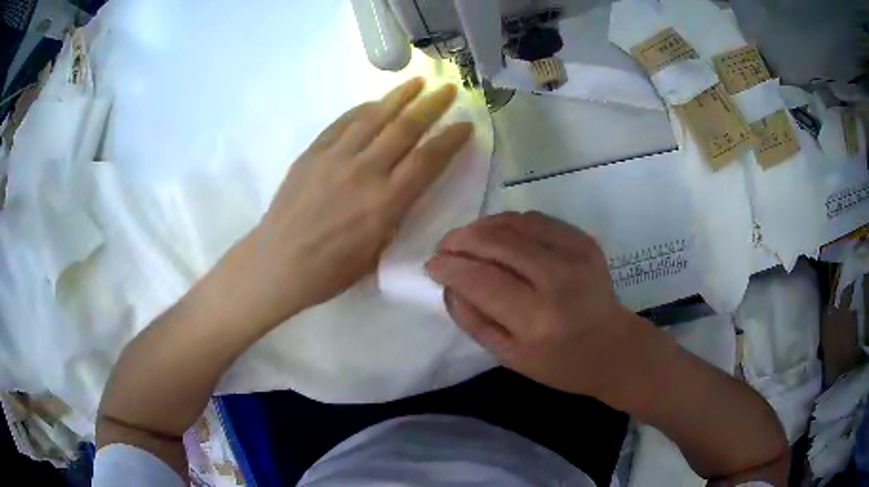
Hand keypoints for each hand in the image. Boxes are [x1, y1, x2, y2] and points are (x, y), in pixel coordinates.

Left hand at [234, 78, 472, 325]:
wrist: (278, 263)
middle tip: (449, 90)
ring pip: (374, 117)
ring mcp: (335, 157)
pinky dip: (361, 109)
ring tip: (417, 82)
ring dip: (399, 96)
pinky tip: (374, 102)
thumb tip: (403, 189)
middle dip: (432, 106)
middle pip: (405, 128)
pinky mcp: (312, 153)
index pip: (427, 160)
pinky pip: (341, 123)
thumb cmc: (330, 270)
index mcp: (385, 202)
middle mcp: (365, 171)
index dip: (451, 139)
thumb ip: (394, 215)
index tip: (466, 124)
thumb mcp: (376, 252)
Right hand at [425, 211, 641, 397]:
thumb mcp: (509, 356)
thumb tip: (448, 284)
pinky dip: (509, 222)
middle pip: (497, 242)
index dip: (450, 267)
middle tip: (444, 247)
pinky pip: (536, 219)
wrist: (613, 348)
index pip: (481, 279)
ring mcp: (575, 254)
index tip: (431, 264)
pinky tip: (499, 235)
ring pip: (515, 223)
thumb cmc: (559, 363)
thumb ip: (473, 320)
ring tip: (466, 239)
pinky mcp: (584, 241)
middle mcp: (558, 279)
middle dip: (461, 239)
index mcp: (537, 319)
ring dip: (482, 226)